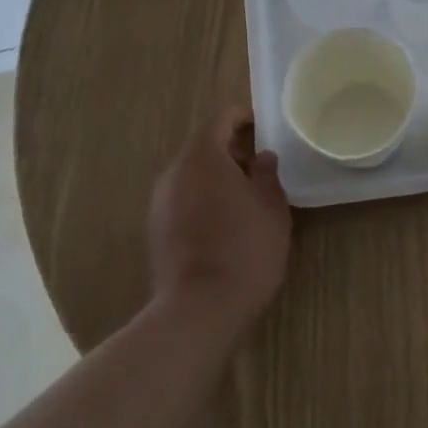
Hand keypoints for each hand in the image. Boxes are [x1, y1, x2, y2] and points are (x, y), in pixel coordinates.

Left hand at [147, 109, 291, 331]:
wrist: (200, 308)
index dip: (243, 119)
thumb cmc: (245, 249)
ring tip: (246, 198)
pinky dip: (203, 200)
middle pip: (204, 148)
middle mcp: (174, 172)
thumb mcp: (272, 208)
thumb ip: (267, 174)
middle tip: (261, 167)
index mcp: (202, 157)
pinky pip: (183, 200)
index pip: (221, 121)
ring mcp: (160, 202)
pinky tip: (225, 224)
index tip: (263, 127)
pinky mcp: (155, 229)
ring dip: (217, 178)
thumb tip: (262, 157)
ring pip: (192, 176)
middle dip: (232, 152)